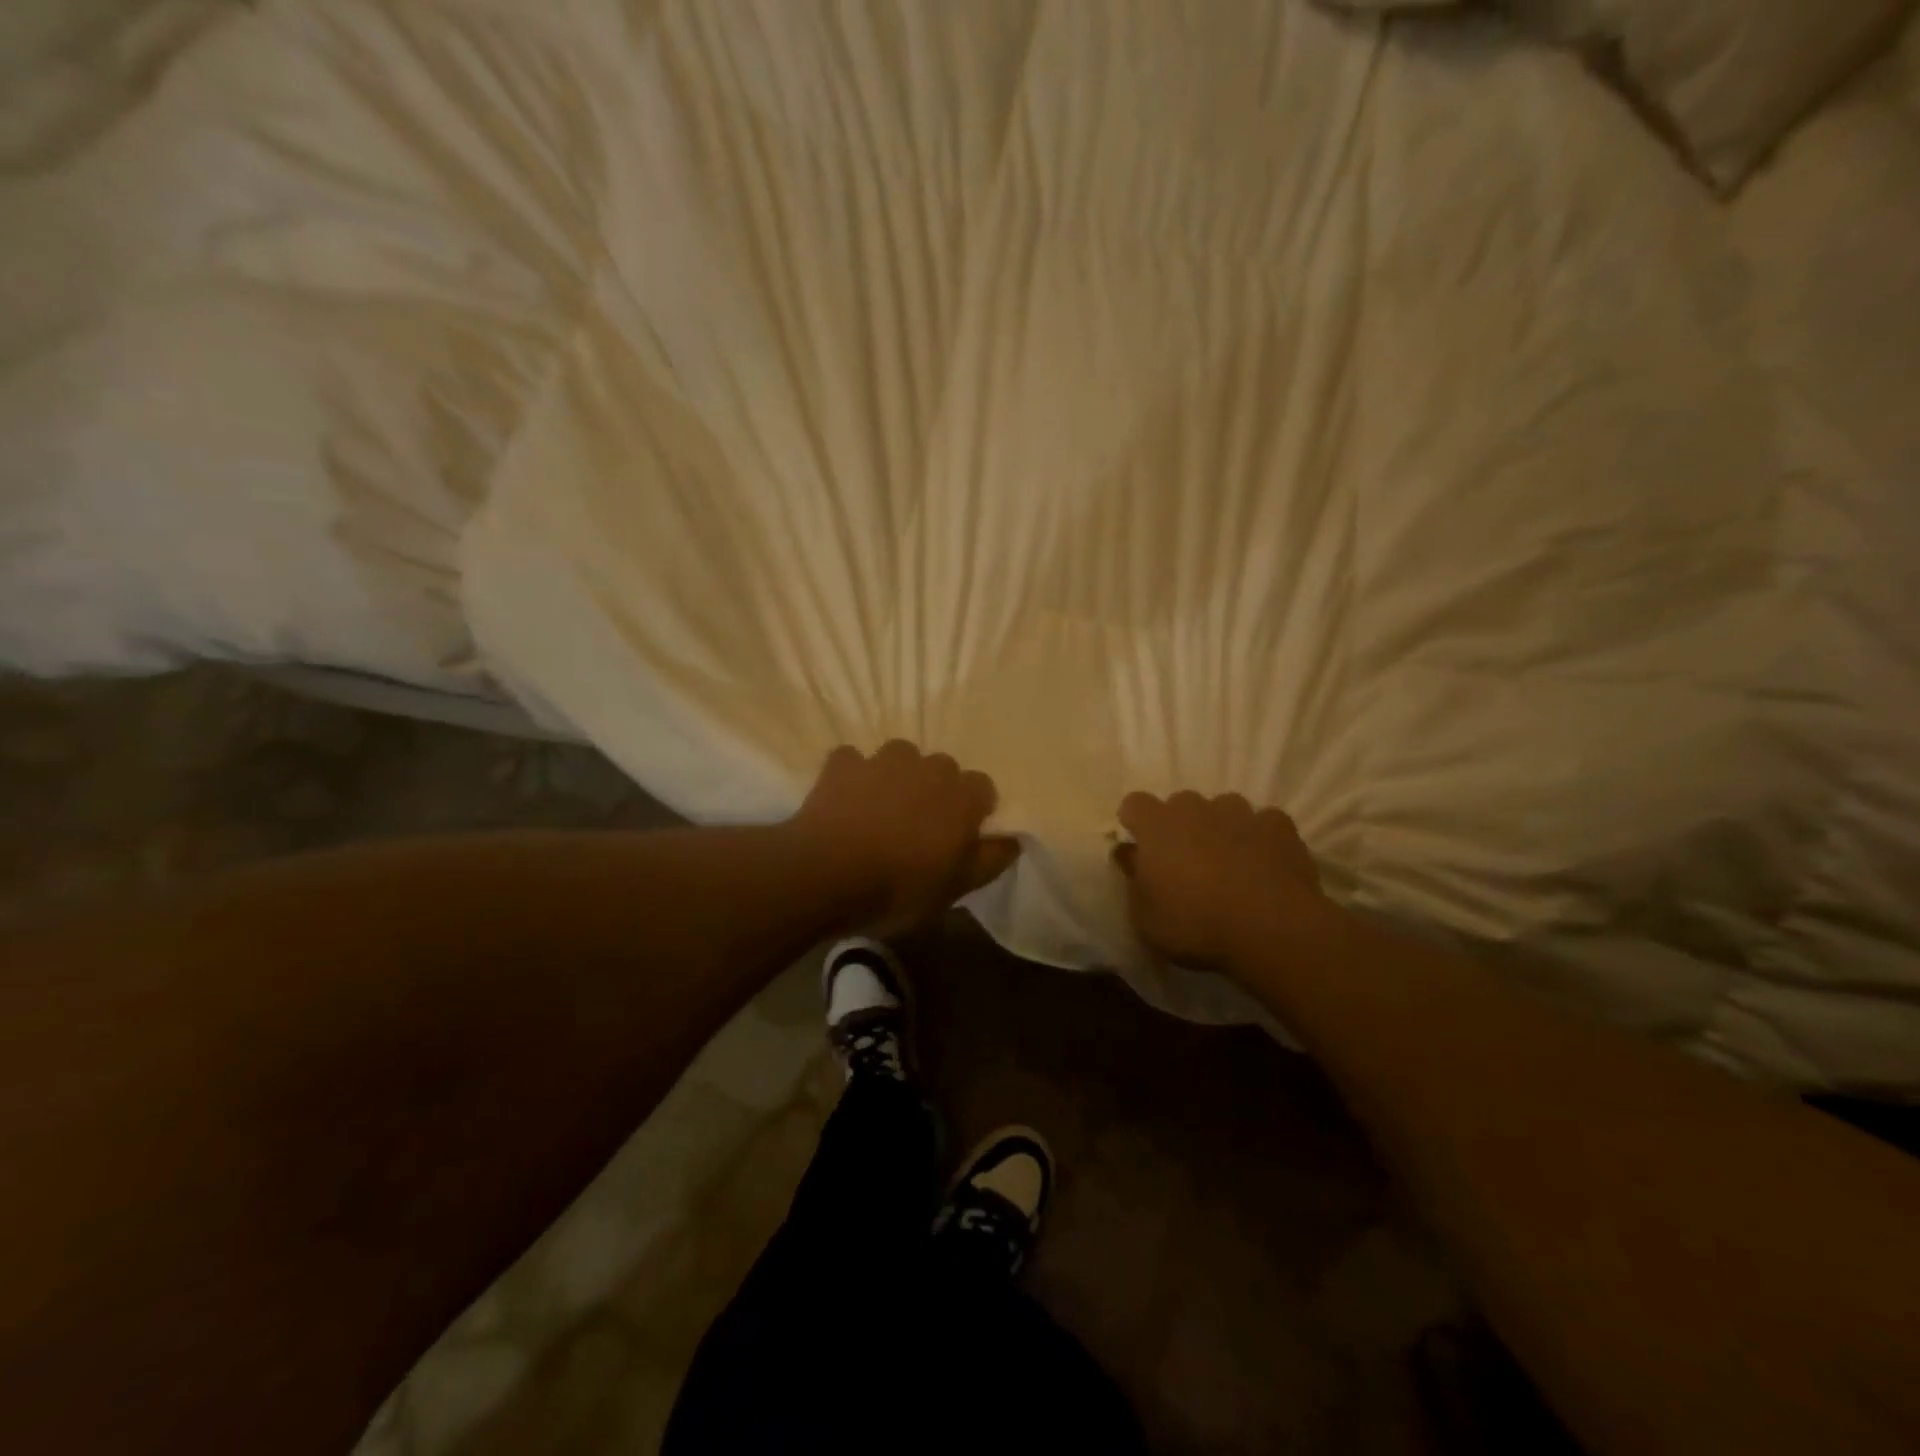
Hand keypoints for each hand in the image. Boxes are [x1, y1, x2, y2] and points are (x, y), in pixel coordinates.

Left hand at [790, 741, 1019, 934]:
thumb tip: (1013, 839)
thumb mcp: (956, 888)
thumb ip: (990, 860)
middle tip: (918, 826)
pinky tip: (845, 802)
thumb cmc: (899, 888)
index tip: (958, 836)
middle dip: (935, 790)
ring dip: (896, 777)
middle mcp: (928, 767)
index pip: (983, 788)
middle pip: (942, 769)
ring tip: (881, 809)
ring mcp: (883, 760)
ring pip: (900, 758)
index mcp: (961, 796)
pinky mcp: (843, 763)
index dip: (973, 810)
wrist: (825, 875)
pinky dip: (853, 777)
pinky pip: (854, 762)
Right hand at [1114, 791, 1327, 971]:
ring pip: (1224, 809)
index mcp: (1157, 826)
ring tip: (1229, 863)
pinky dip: (1260, 838)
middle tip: (1186, 862)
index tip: (1141, 846)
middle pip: (1181, 804)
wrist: (1270, 930)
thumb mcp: (1145, 916)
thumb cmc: (1194, 925)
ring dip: (1221, 828)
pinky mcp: (1280, 827)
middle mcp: (1197, 809)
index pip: (1135, 804)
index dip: (1136, 822)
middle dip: (1180, 825)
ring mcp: (1241, 814)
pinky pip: (1264, 823)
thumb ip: (1134, 878)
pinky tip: (1265, 866)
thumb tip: (1130, 854)